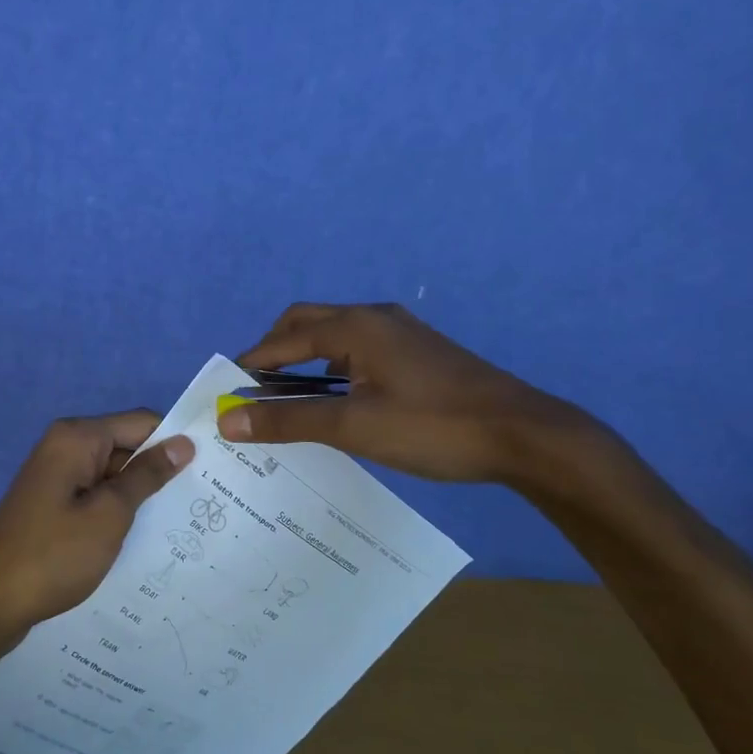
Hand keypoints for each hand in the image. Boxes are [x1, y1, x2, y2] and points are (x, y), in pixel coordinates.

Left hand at [0, 411, 194, 631]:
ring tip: (180, 522)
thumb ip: (148, 475)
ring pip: (112, 473)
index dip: (174, 442)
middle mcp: (64, 446)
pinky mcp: (52, 503)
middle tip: (201, 502)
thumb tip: (184, 443)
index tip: (209, 469)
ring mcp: (56, 476)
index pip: (141, 422)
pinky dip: (117, 509)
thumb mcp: (110, 514)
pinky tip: (141, 535)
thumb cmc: (54, 555)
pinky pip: (95, 493)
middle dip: (158, 470)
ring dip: (139, 494)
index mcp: (77, 437)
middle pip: (127, 445)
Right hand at [218, 302, 592, 485]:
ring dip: (306, 358)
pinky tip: (339, 399)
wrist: (524, 435)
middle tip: (256, 390)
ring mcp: (402, 334)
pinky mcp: (420, 353)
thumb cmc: (433, 427)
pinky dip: (334, 366)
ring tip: (290, 397)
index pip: (286, 338)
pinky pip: (361, 349)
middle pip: (308, 323)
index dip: (253, 363)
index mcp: (356, 326)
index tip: (227, 389)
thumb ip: (289, 420)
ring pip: (337, 335)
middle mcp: (376, 318)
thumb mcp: (354, 427)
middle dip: (276, 351)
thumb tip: (228, 421)